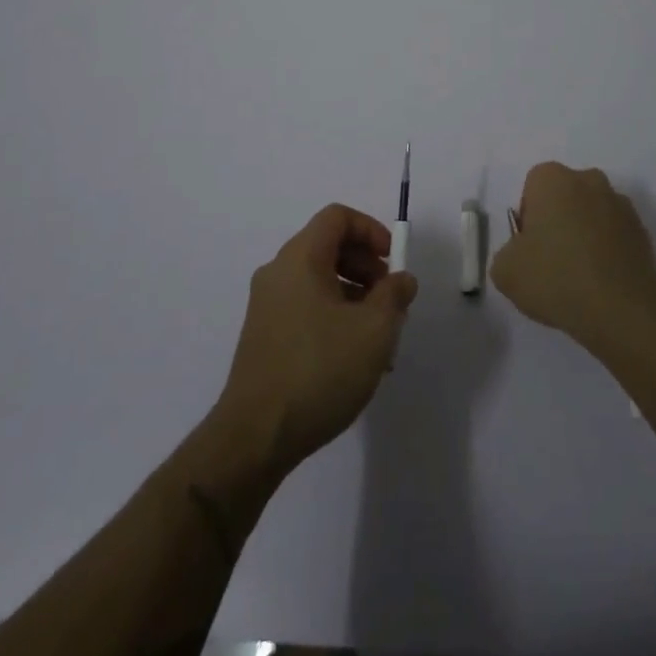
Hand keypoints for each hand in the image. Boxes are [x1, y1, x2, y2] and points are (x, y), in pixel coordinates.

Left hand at [215, 204, 418, 475]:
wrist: (255, 437)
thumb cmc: (319, 370)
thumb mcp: (374, 330)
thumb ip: (395, 295)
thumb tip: (401, 280)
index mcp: (300, 258)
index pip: (337, 217)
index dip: (371, 230)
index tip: (393, 262)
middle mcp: (278, 272)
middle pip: (328, 247)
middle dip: (366, 267)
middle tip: (391, 301)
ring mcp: (266, 306)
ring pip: (319, 281)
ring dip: (354, 297)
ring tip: (379, 339)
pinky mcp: (263, 336)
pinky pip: (305, 307)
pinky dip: (333, 317)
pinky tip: (353, 358)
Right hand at [491, 162, 655, 350]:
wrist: (621, 310)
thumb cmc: (556, 278)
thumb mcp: (505, 271)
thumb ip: (507, 253)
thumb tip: (522, 254)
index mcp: (553, 179)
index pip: (532, 187)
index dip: (528, 217)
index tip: (530, 248)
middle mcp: (589, 180)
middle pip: (564, 195)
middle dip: (557, 220)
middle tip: (551, 260)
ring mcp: (620, 203)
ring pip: (591, 213)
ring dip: (584, 233)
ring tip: (579, 276)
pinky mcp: (642, 230)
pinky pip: (614, 234)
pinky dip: (606, 250)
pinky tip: (601, 281)